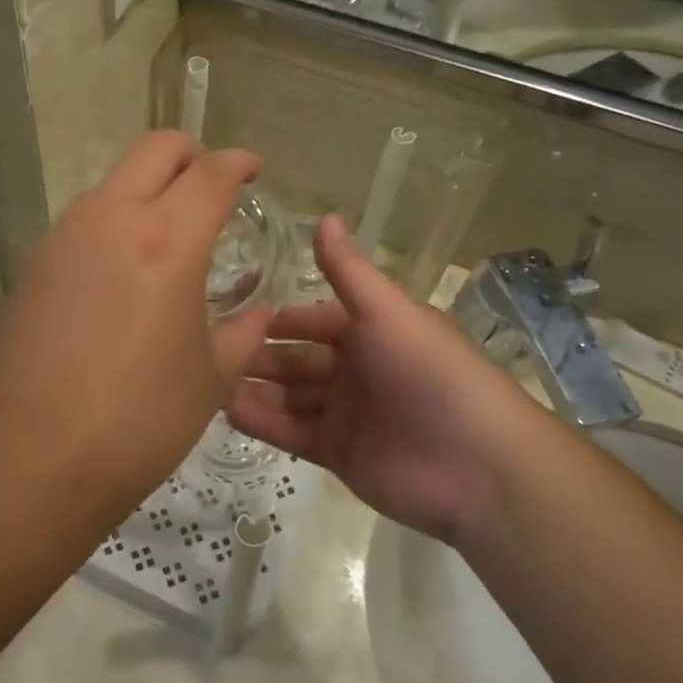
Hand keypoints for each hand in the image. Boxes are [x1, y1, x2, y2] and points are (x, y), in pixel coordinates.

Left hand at [0, 132, 272, 497]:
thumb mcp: (211, 377)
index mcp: (168, 240)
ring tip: (163, 236)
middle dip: (191, 154)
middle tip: (210, 184)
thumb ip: (242, 332)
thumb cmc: (141, 417)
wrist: (38, 453)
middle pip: (156, 149)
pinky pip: (82, 220)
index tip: (252, 169)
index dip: (238, 163)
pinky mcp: (35, 260)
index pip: (211, 174)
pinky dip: (111, 224)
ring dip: (146, 190)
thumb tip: (257, 313)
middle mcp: (112, 218)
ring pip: (113, 182)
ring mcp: (65, 234)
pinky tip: (118, 272)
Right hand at [225, 215, 553, 544]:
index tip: (234, 312)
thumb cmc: (430, 372)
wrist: (476, 466)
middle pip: (297, 361)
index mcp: (371, 333)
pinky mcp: (340, 455)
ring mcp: (347, 415)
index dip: (280, 319)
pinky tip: (226, 411)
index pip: (315, 321)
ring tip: (206, 382)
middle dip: (259, 356)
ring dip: (253, 389)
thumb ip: (348, 270)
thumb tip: (323, 215)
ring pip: (290, 398)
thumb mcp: (386, 311)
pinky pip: (293, 434)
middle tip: (208, 351)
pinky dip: (263, 423)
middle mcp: (357, 370)